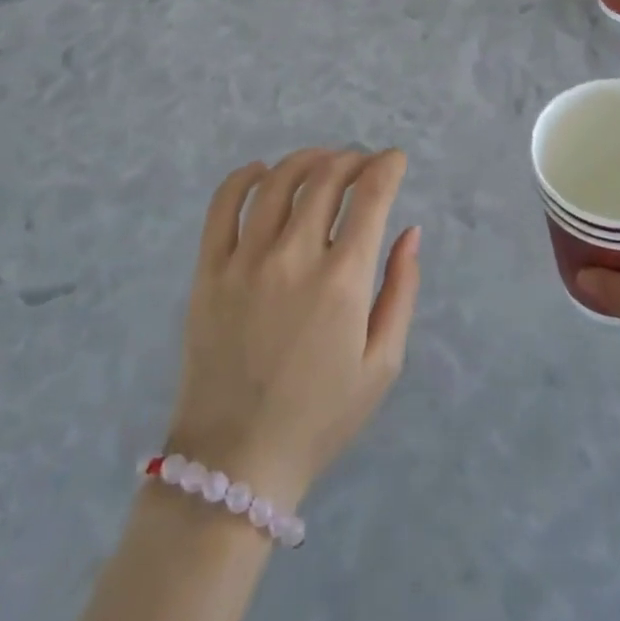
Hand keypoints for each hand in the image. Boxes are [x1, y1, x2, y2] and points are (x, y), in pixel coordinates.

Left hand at [167, 148, 420, 512]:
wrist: (237, 461)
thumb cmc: (321, 416)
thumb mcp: (383, 364)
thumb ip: (401, 290)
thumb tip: (410, 230)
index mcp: (342, 281)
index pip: (370, 196)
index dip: (387, 167)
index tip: (395, 159)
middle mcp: (294, 257)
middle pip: (326, 178)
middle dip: (352, 159)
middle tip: (362, 163)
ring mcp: (245, 260)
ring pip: (278, 181)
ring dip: (307, 159)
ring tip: (323, 161)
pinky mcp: (209, 270)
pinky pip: (223, 205)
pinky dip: (245, 177)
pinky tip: (262, 171)